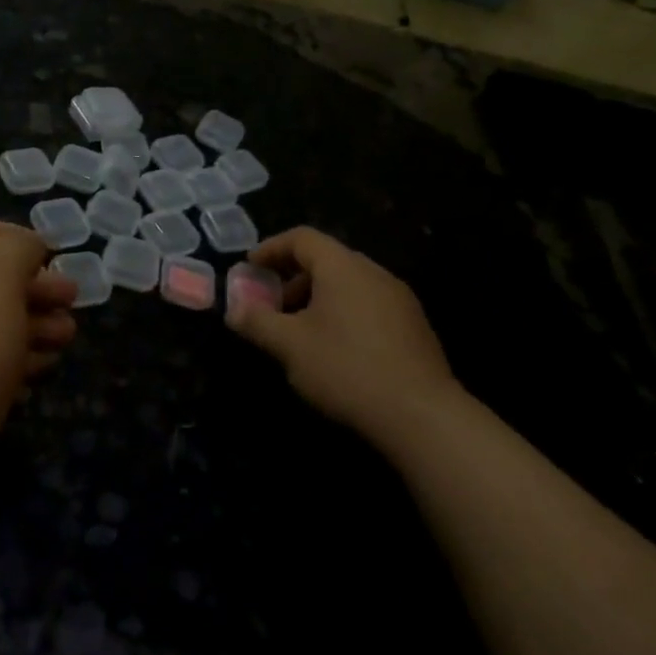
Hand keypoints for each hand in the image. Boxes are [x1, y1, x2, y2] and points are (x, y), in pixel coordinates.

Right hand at [226, 227, 458, 438]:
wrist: (422, 416)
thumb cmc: (347, 369)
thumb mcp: (290, 346)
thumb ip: (257, 322)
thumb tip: (233, 310)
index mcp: (343, 267)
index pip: (302, 238)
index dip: (271, 248)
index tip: (250, 268)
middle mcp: (374, 273)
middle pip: (326, 259)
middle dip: (292, 277)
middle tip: (271, 305)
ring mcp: (399, 299)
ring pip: (348, 284)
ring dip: (317, 297)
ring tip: (299, 332)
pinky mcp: (414, 327)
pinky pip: (368, 304)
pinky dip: (342, 313)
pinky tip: (334, 349)